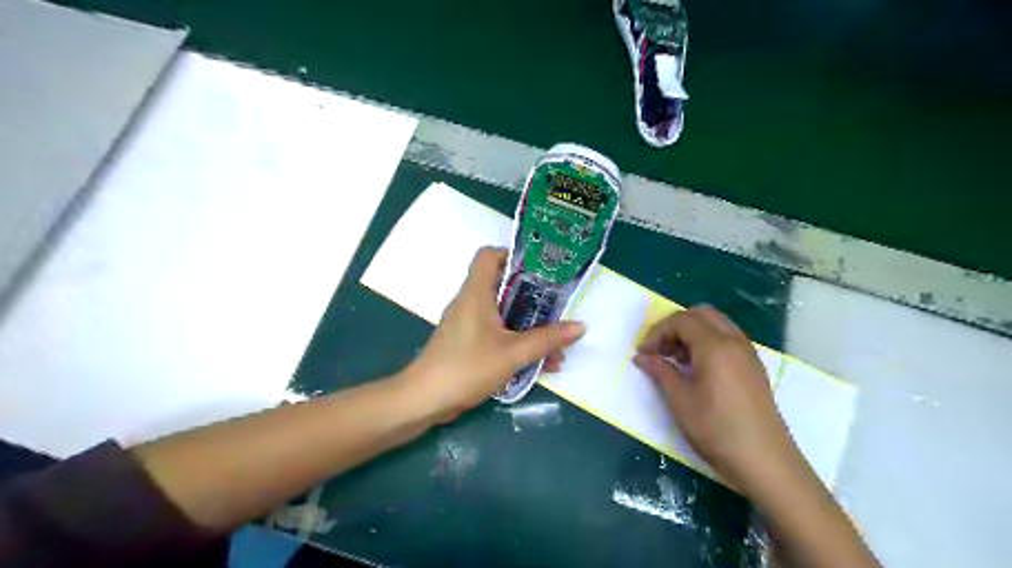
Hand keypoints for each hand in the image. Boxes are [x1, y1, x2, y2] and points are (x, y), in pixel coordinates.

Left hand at [400, 249, 580, 420]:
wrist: (425, 400)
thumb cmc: (467, 367)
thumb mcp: (513, 353)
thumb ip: (547, 339)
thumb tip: (580, 326)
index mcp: (476, 292)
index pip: (489, 255)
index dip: (513, 255)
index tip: (541, 269)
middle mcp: (470, 302)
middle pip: (502, 285)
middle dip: (533, 297)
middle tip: (558, 306)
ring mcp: (467, 323)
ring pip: (503, 314)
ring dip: (529, 326)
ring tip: (557, 345)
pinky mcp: (467, 343)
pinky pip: (497, 334)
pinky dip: (517, 342)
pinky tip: (541, 364)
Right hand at [630, 305, 797, 487]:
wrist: (765, 463)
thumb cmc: (717, 430)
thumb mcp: (680, 401)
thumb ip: (660, 372)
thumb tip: (642, 357)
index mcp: (715, 346)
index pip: (681, 320)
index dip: (657, 332)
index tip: (643, 354)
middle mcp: (734, 341)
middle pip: (701, 314)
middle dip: (675, 326)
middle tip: (660, 350)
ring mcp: (748, 353)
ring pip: (716, 324)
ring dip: (692, 333)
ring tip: (676, 360)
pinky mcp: (753, 367)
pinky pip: (727, 339)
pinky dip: (707, 342)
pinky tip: (697, 369)